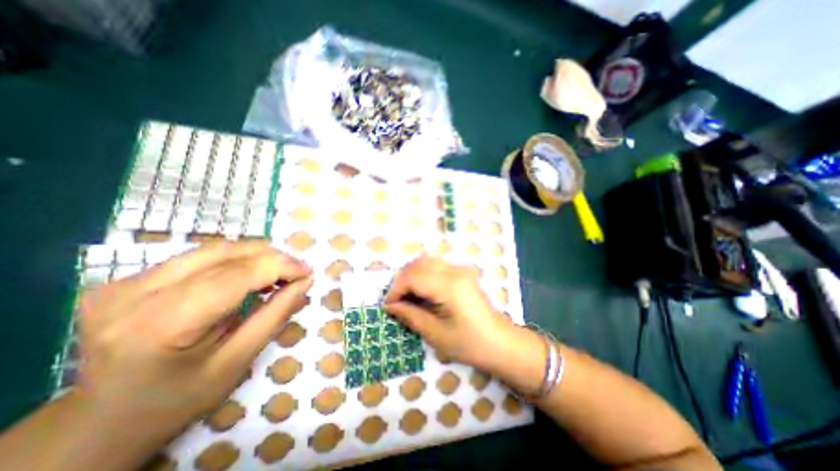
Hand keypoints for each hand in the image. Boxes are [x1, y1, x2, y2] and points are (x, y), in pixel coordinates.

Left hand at [75, 244, 313, 437]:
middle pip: (224, 253)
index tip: (308, 272)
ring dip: (255, 256)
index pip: (236, 275)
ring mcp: (123, 282)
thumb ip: (275, 315)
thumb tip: (305, 282)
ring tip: (278, 272)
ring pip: (214, 249)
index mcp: (161, 324)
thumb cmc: (179, 398)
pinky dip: (235, 261)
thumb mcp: (238, 361)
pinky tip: (249, 275)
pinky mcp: (127, 278)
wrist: (103, 420)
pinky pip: (199, 257)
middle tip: (297, 271)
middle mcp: (133, 293)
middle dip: (271, 257)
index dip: (280, 266)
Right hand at [384, 257, 511, 369]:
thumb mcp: (436, 334)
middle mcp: (455, 271)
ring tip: (406, 295)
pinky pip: (436, 266)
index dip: (396, 289)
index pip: (413, 276)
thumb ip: (411, 315)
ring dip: (411, 275)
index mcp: (449, 286)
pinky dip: (422, 274)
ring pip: (427, 261)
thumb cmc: (469, 344)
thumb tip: (391, 305)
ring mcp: (460, 270)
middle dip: (402, 280)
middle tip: (396, 300)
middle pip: (419, 264)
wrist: (500, 342)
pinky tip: (420, 291)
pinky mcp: (462, 273)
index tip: (388, 305)